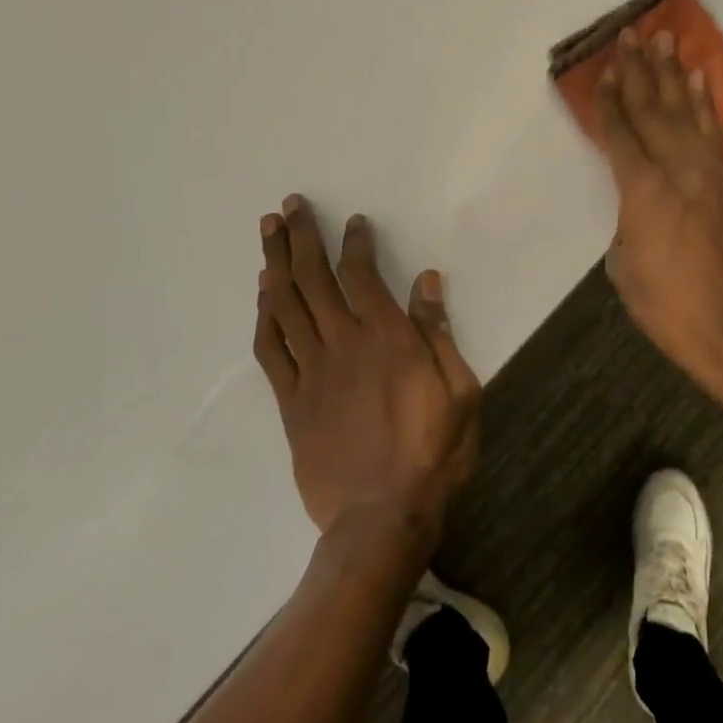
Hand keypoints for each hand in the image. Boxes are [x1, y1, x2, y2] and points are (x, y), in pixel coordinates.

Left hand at [253, 195, 480, 546]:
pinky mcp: (292, 402)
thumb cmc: (433, 452)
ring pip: (286, 306)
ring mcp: (312, 372)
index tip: (353, 220)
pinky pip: (271, 350)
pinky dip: (265, 316)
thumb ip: (439, 332)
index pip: (362, 275)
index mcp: (387, 338)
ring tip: (268, 231)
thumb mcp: (459, 390)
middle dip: (301, 237)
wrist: (382, 517)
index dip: (355, 242)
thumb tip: (426, 280)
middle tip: (289, 205)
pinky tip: (263, 293)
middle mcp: (344, 344)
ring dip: (275, 263)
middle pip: (313, 279)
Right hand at [594, 30, 722, 402]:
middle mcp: (678, 169)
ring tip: (665, 40)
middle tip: (630, 36)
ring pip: (687, 111)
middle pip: (652, 110)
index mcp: (643, 190)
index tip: (600, 71)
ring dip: (673, 74)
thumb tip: (637, 200)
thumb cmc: (668, 306)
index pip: (620, 134)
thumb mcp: (625, 265)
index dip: (607, 102)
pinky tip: (701, 79)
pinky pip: (715, 131)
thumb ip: (627, 219)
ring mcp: (709, 172)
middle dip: (638, 71)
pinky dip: (707, 102)